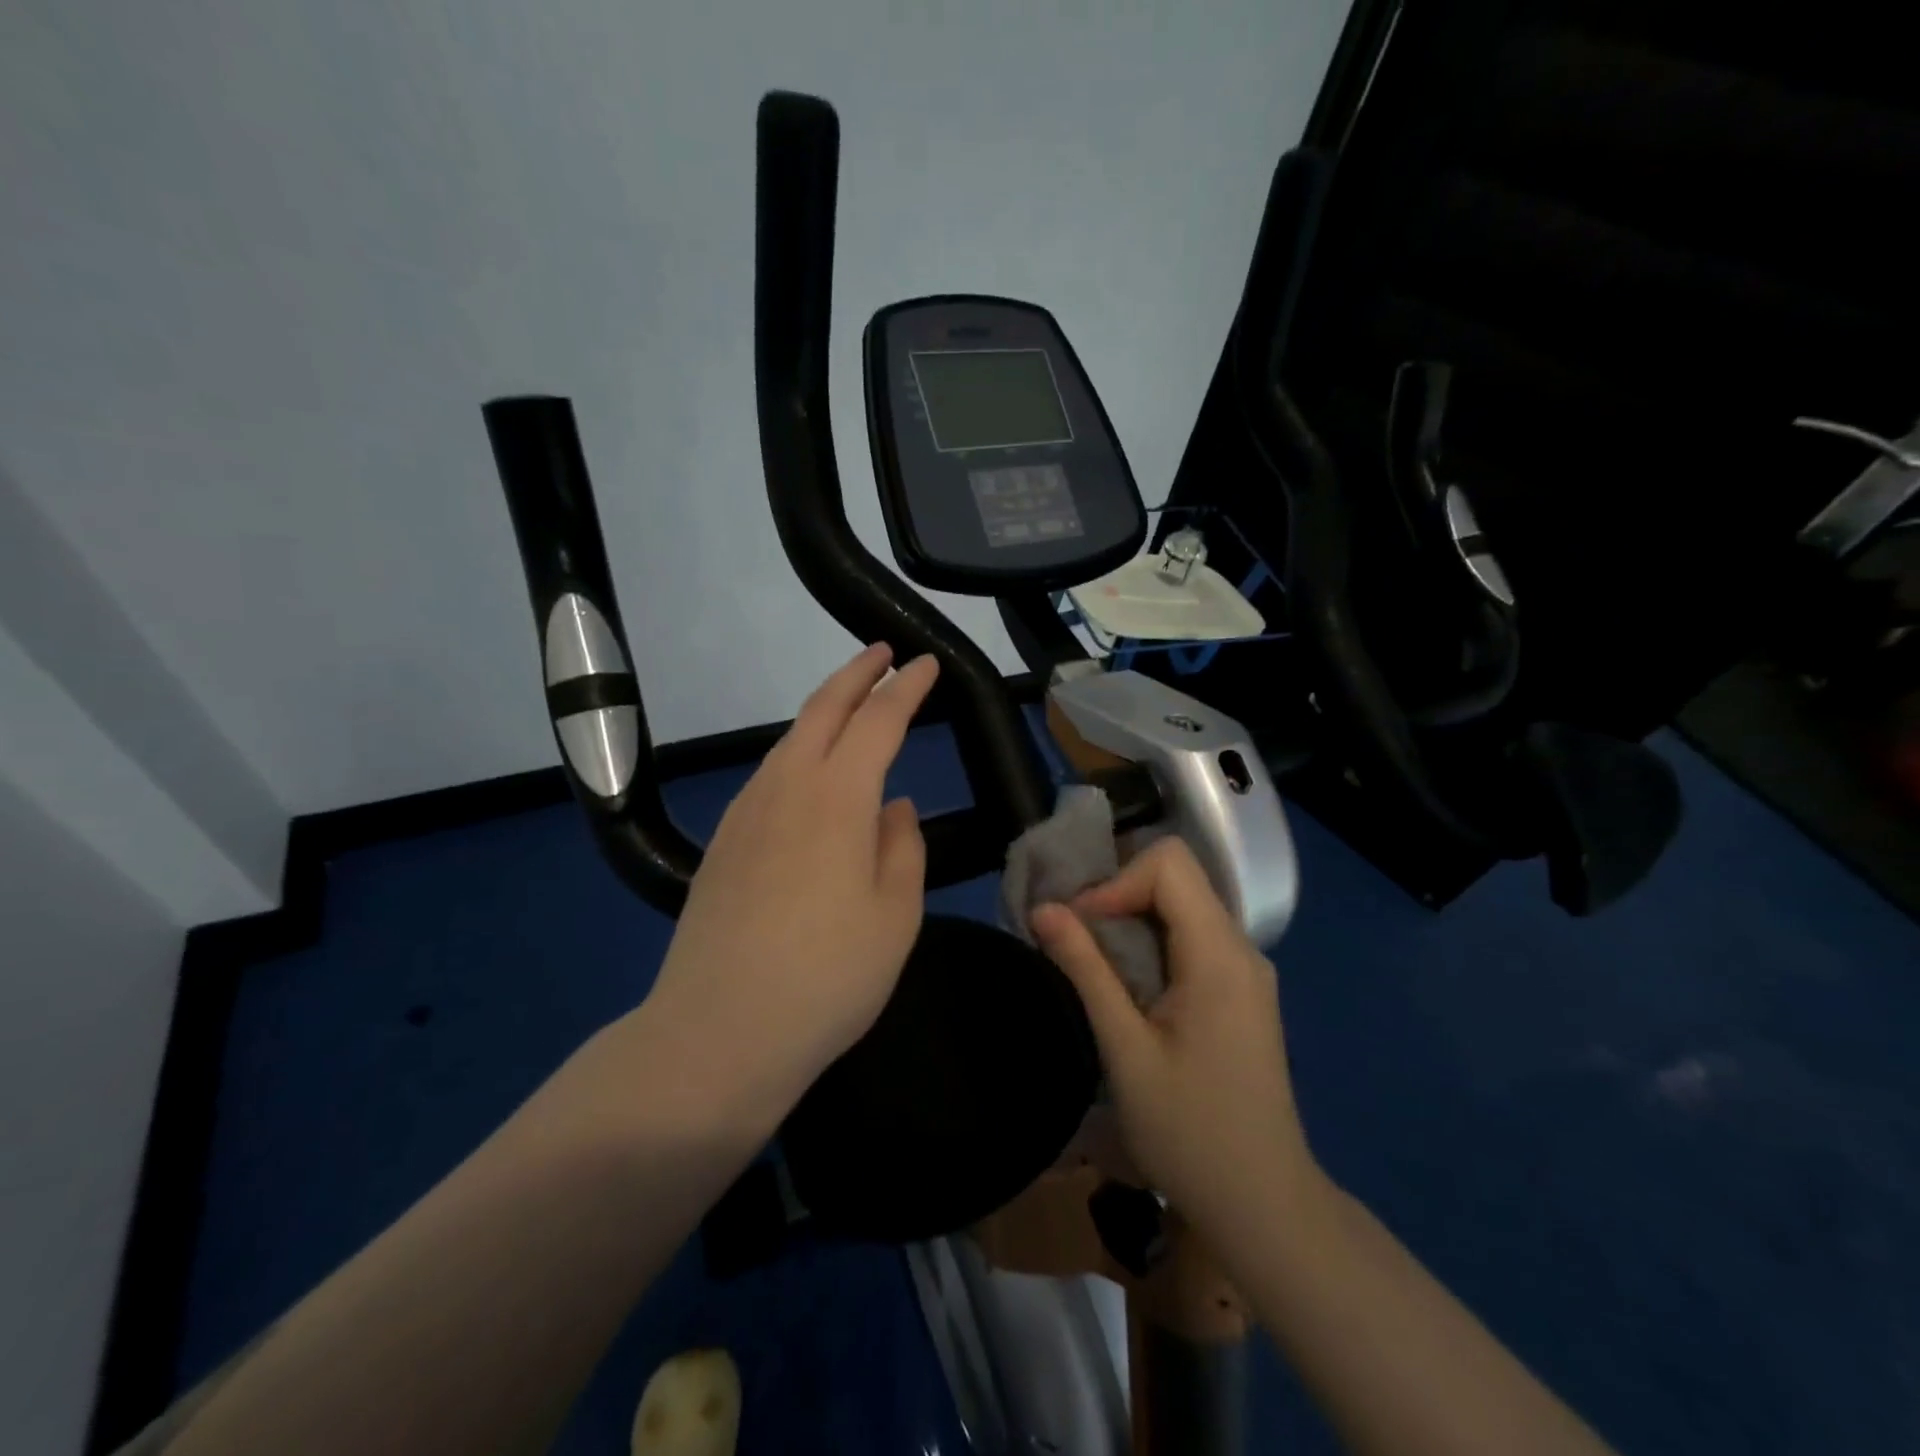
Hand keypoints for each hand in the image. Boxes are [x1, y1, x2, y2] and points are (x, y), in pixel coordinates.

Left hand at [636, 643, 939, 1131]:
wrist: (718, 1033)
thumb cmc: (828, 978)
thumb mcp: (894, 917)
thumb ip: (901, 849)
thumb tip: (894, 807)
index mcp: (837, 799)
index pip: (879, 721)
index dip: (906, 687)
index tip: (927, 665)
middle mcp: (785, 788)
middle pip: (821, 710)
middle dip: (855, 674)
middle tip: (881, 653)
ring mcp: (746, 814)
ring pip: (788, 740)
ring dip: (822, 711)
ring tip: (849, 706)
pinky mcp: (723, 843)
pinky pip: (768, 775)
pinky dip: (796, 752)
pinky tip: (807, 775)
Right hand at [1030, 838, 1322, 1243]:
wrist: (1264, 1205)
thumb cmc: (1190, 1133)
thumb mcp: (1125, 1051)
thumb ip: (1086, 970)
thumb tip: (1044, 908)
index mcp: (1220, 955)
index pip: (1169, 864)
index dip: (1115, 882)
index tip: (1079, 928)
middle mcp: (1241, 948)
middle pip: (1176, 877)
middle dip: (1117, 893)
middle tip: (1074, 937)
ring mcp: (1245, 969)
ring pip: (1181, 905)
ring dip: (1129, 918)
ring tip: (1090, 959)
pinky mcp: (1240, 990)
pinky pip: (1190, 936)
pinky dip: (1149, 941)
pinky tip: (1125, 983)